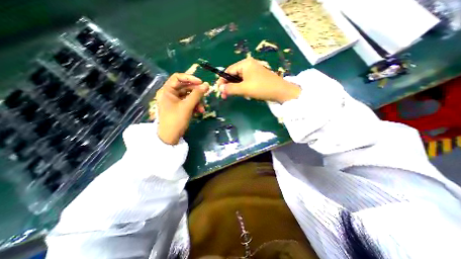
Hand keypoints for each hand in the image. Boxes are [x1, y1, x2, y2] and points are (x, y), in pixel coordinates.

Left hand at [157, 74, 210, 143]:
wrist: (170, 137)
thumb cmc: (176, 120)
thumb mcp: (187, 106)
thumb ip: (197, 94)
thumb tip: (206, 85)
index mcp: (167, 91)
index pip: (178, 78)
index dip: (190, 78)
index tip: (201, 83)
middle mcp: (170, 94)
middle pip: (185, 87)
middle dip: (196, 93)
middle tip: (205, 95)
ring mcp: (174, 101)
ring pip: (188, 96)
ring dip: (197, 101)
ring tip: (202, 109)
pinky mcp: (179, 108)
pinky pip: (188, 103)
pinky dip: (194, 106)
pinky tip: (199, 112)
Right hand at [217, 56, 302, 103]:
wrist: (280, 91)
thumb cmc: (261, 88)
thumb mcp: (244, 89)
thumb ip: (231, 88)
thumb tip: (220, 89)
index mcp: (245, 64)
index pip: (228, 71)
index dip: (222, 80)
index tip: (218, 90)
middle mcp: (248, 64)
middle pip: (233, 74)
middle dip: (228, 85)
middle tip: (224, 95)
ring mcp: (253, 70)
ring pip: (239, 79)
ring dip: (235, 87)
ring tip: (233, 95)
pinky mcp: (257, 76)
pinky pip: (245, 81)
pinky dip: (242, 87)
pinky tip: (242, 93)